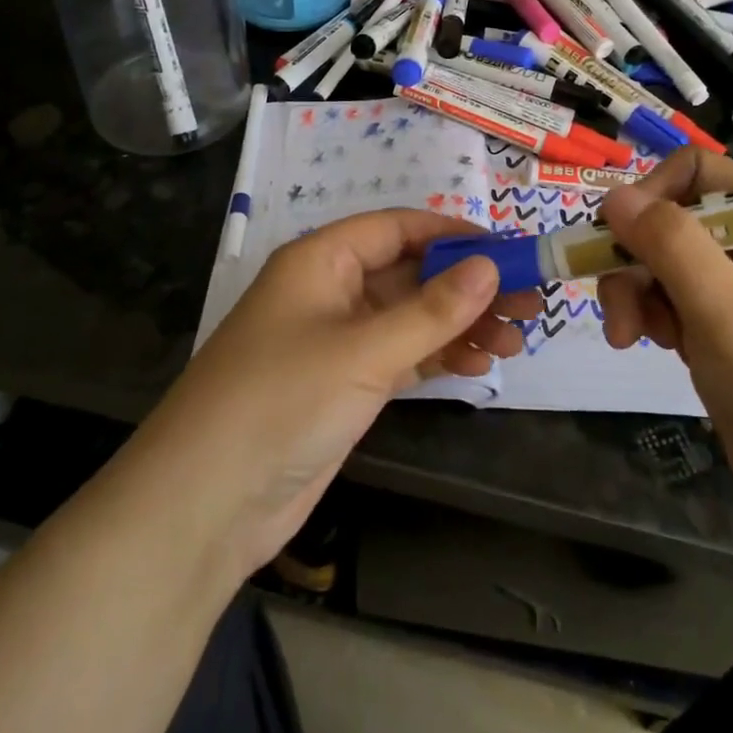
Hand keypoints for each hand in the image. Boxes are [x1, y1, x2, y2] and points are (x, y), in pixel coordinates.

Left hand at [136, 212, 540, 577]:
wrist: (205, 505)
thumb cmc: (281, 402)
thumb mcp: (364, 351)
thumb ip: (431, 310)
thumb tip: (490, 267)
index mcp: (322, 260)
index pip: (397, 228)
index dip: (452, 234)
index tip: (507, 249)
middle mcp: (330, 291)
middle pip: (410, 273)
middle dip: (467, 286)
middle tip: (527, 302)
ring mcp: (337, 341)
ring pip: (410, 317)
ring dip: (459, 325)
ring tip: (515, 339)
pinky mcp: (343, 385)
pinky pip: (401, 355)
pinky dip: (437, 357)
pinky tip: (478, 365)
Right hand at [596, 150, 732, 533]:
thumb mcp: (726, 311)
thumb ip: (670, 245)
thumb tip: (613, 194)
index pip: (699, 170)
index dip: (653, 190)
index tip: (619, 231)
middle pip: (668, 221)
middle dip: (632, 256)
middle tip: (615, 303)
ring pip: (659, 265)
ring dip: (632, 293)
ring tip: (628, 338)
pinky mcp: (719, 334)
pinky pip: (667, 303)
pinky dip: (647, 318)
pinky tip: (646, 347)